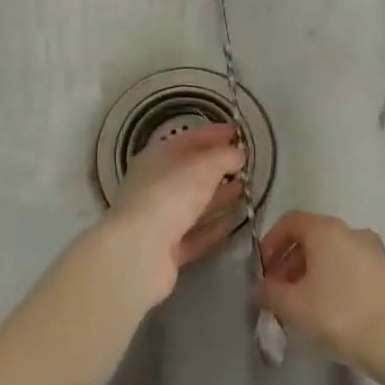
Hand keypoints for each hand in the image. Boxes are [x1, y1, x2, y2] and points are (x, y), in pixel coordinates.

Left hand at [92, 122, 245, 310]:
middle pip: (190, 172)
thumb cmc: (170, 195)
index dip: (213, 134)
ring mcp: (159, 219)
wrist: (138, 252)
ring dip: (218, 197)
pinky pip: (195, 234)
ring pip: (193, 203)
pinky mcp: (166, 250)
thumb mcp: (204, 166)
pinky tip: (235, 222)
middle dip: (217, 167)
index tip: (237, 132)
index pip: (188, 139)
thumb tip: (238, 154)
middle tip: (245, 164)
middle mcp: (154, 185)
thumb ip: (224, 156)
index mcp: (156, 158)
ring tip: (246, 190)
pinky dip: (214, 227)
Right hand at [257, 211, 384, 369]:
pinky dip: (337, 279)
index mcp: (326, 230)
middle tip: (280, 291)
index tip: (264, 269)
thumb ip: (269, 292)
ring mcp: (375, 251)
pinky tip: (333, 309)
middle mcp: (352, 231)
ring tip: (304, 304)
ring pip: (334, 253)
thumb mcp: (291, 306)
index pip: (291, 221)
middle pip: (313, 237)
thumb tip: (261, 287)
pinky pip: (353, 267)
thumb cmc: (336, 315)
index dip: (272, 241)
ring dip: (314, 271)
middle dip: (291, 261)